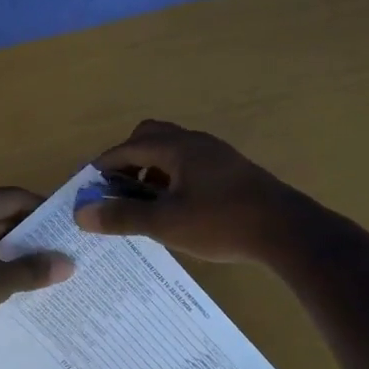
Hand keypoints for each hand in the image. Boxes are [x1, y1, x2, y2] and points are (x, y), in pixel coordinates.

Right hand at [73, 119, 299, 263]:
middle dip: (128, 159)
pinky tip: (176, 206)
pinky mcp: (232, 171)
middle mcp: (196, 142)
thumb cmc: (222, 223)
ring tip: (144, 201)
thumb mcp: (166, 224)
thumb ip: (123, 216)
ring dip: (151, 169)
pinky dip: (172, 177)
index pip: (129, 147)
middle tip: (117, 189)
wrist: (287, 231)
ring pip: (173, 150)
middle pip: (151, 137)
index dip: (105, 164)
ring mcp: (217, 155)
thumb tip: (82, 213)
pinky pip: (190, 163)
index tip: (88, 183)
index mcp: (177, 148)